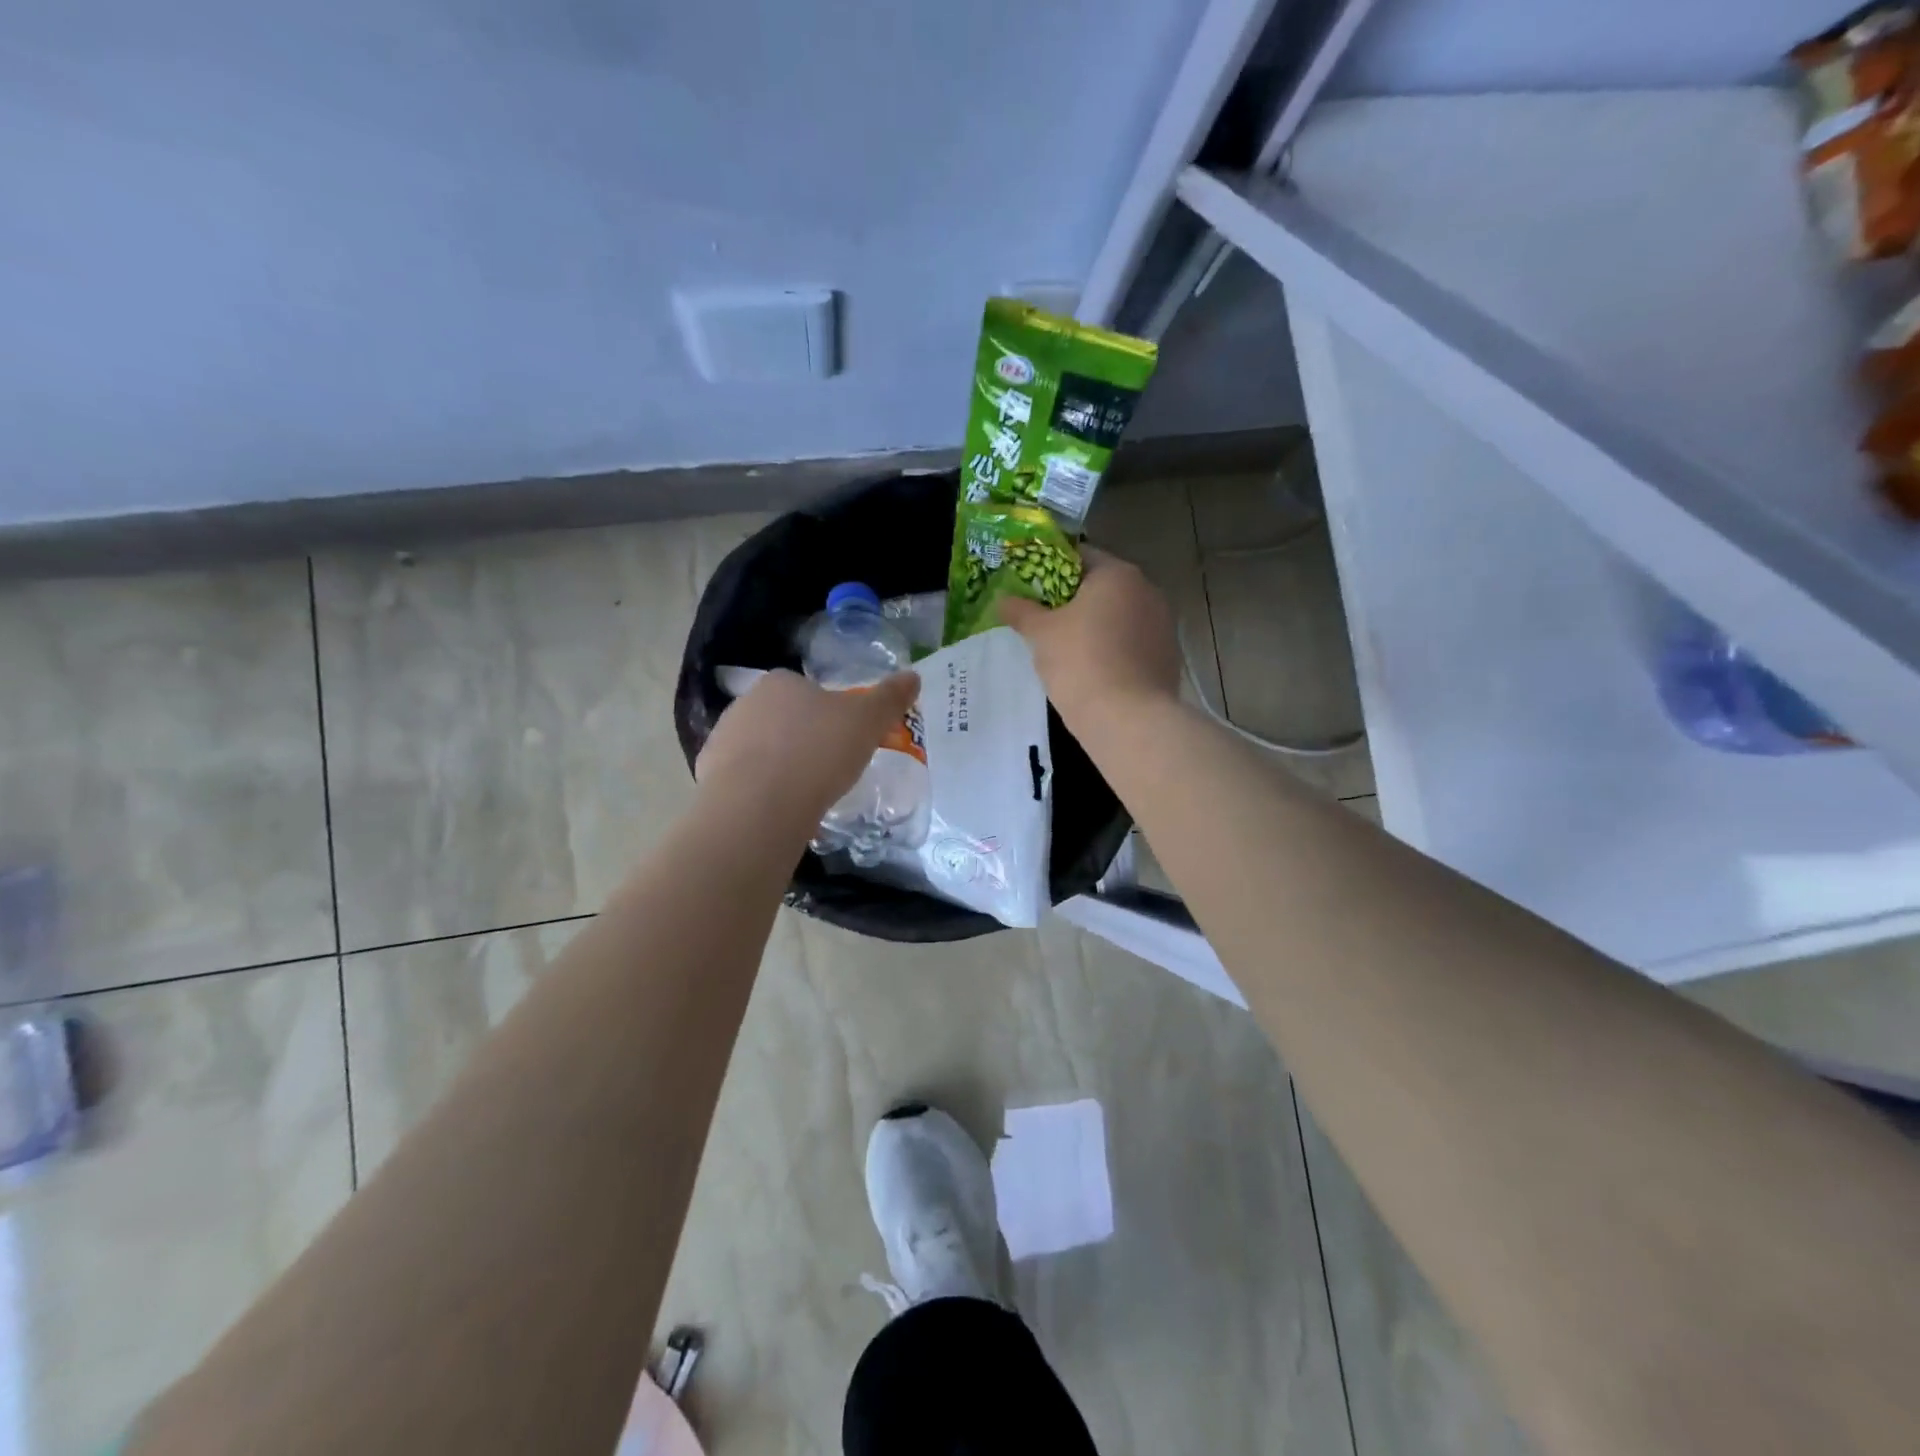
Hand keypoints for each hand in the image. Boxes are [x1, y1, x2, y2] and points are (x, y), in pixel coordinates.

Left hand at [695, 668, 920, 829]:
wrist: (759, 805)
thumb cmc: (818, 752)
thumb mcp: (868, 721)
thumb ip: (890, 697)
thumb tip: (913, 675)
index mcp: (781, 682)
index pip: (808, 690)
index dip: (829, 713)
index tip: (845, 739)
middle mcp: (746, 703)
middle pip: (783, 718)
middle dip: (803, 739)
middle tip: (829, 768)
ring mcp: (722, 739)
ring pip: (762, 749)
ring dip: (781, 766)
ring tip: (806, 795)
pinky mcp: (709, 776)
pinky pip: (744, 780)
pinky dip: (761, 791)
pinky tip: (780, 810)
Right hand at [997, 547, 1181, 722]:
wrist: (1127, 720)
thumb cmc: (1080, 663)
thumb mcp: (1041, 634)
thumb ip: (1021, 610)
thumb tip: (1004, 599)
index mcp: (1118, 574)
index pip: (1080, 556)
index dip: (1051, 568)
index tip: (1031, 588)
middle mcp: (1147, 590)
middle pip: (1102, 587)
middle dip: (1073, 600)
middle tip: (1043, 618)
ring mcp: (1163, 625)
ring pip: (1119, 616)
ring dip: (1095, 626)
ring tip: (1065, 648)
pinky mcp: (1167, 657)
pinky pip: (1132, 643)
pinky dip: (1112, 649)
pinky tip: (1092, 670)